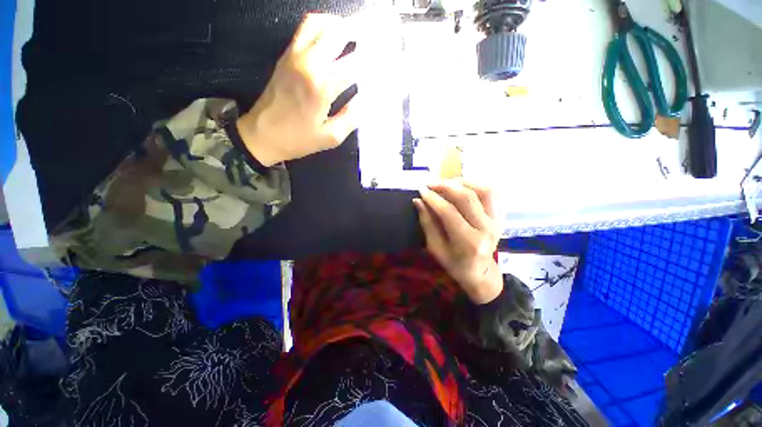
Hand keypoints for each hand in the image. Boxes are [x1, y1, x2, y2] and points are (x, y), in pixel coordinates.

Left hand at [236, 14, 360, 165]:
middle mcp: (308, 63)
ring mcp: (294, 56)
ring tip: (354, 34)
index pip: (354, 64)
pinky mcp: (286, 56)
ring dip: (339, 25)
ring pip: (318, 23)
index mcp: (321, 86)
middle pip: (336, 33)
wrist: (262, 134)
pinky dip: (322, 27)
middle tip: (373, 38)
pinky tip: (332, 39)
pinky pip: (305, 30)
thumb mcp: (331, 137)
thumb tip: (367, 99)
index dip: (372, 61)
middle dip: (359, 32)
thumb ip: (352, 117)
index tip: (384, 62)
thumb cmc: (299, 139)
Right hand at [413, 180, 502, 303]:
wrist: (480, 272)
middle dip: (445, 186)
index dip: (433, 199)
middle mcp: (486, 229)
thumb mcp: (435, 248)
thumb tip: (418, 201)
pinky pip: (491, 193)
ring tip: (446, 183)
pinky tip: (461, 186)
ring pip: (483, 191)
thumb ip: (427, 223)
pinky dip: (476, 185)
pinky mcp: (500, 216)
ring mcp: (496, 221)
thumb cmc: (454, 263)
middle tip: (431, 183)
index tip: (421, 190)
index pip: (449, 212)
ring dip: (462, 182)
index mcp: (468, 243)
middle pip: (467, 197)